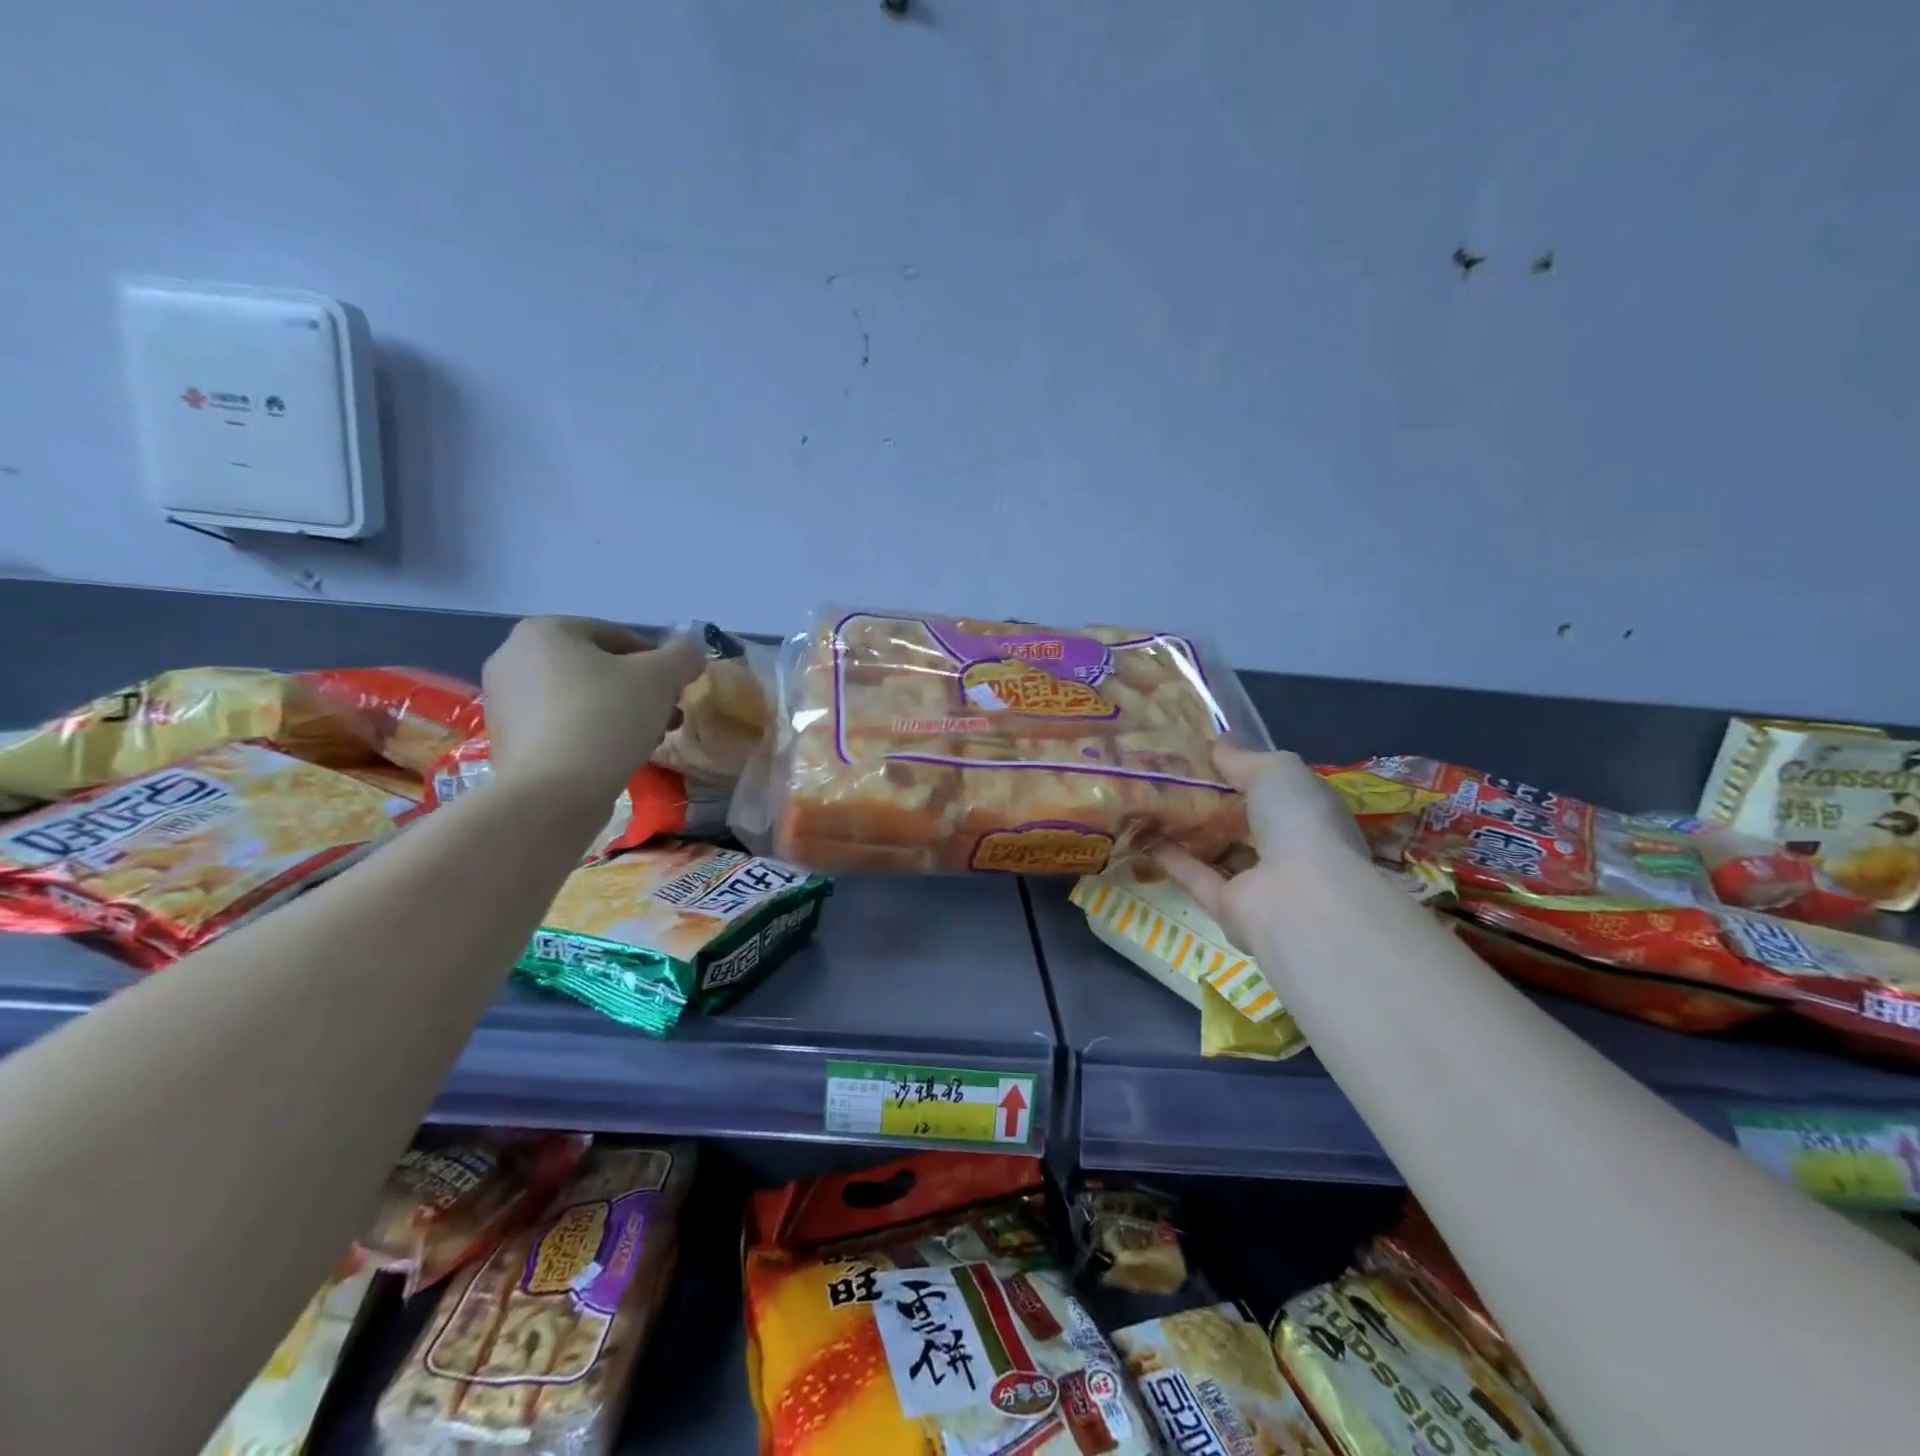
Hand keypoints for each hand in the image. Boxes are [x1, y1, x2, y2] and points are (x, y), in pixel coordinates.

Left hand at [482, 617, 706, 807]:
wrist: (554, 793)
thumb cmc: (607, 718)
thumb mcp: (662, 678)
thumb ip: (683, 655)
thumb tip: (692, 649)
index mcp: (545, 631)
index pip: (618, 636)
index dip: (657, 662)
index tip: (677, 690)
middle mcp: (513, 657)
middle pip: (597, 668)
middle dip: (638, 690)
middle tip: (667, 716)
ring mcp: (503, 701)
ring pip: (580, 698)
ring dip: (619, 712)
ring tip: (648, 739)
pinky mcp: (505, 740)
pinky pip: (561, 726)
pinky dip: (591, 734)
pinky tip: (615, 757)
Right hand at [1153, 743, 1367, 947]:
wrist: (1300, 900)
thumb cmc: (1300, 822)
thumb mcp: (1276, 771)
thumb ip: (1243, 758)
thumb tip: (1218, 742)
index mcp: (1308, 812)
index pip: (1273, 787)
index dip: (1241, 768)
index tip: (1203, 751)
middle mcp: (1287, 846)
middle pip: (1242, 818)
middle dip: (1212, 798)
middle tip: (1168, 772)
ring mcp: (1257, 880)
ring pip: (1218, 848)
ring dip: (1189, 828)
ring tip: (1149, 799)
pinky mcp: (1226, 906)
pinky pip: (1195, 876)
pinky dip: (1170, 857)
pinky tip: (1141, 833)